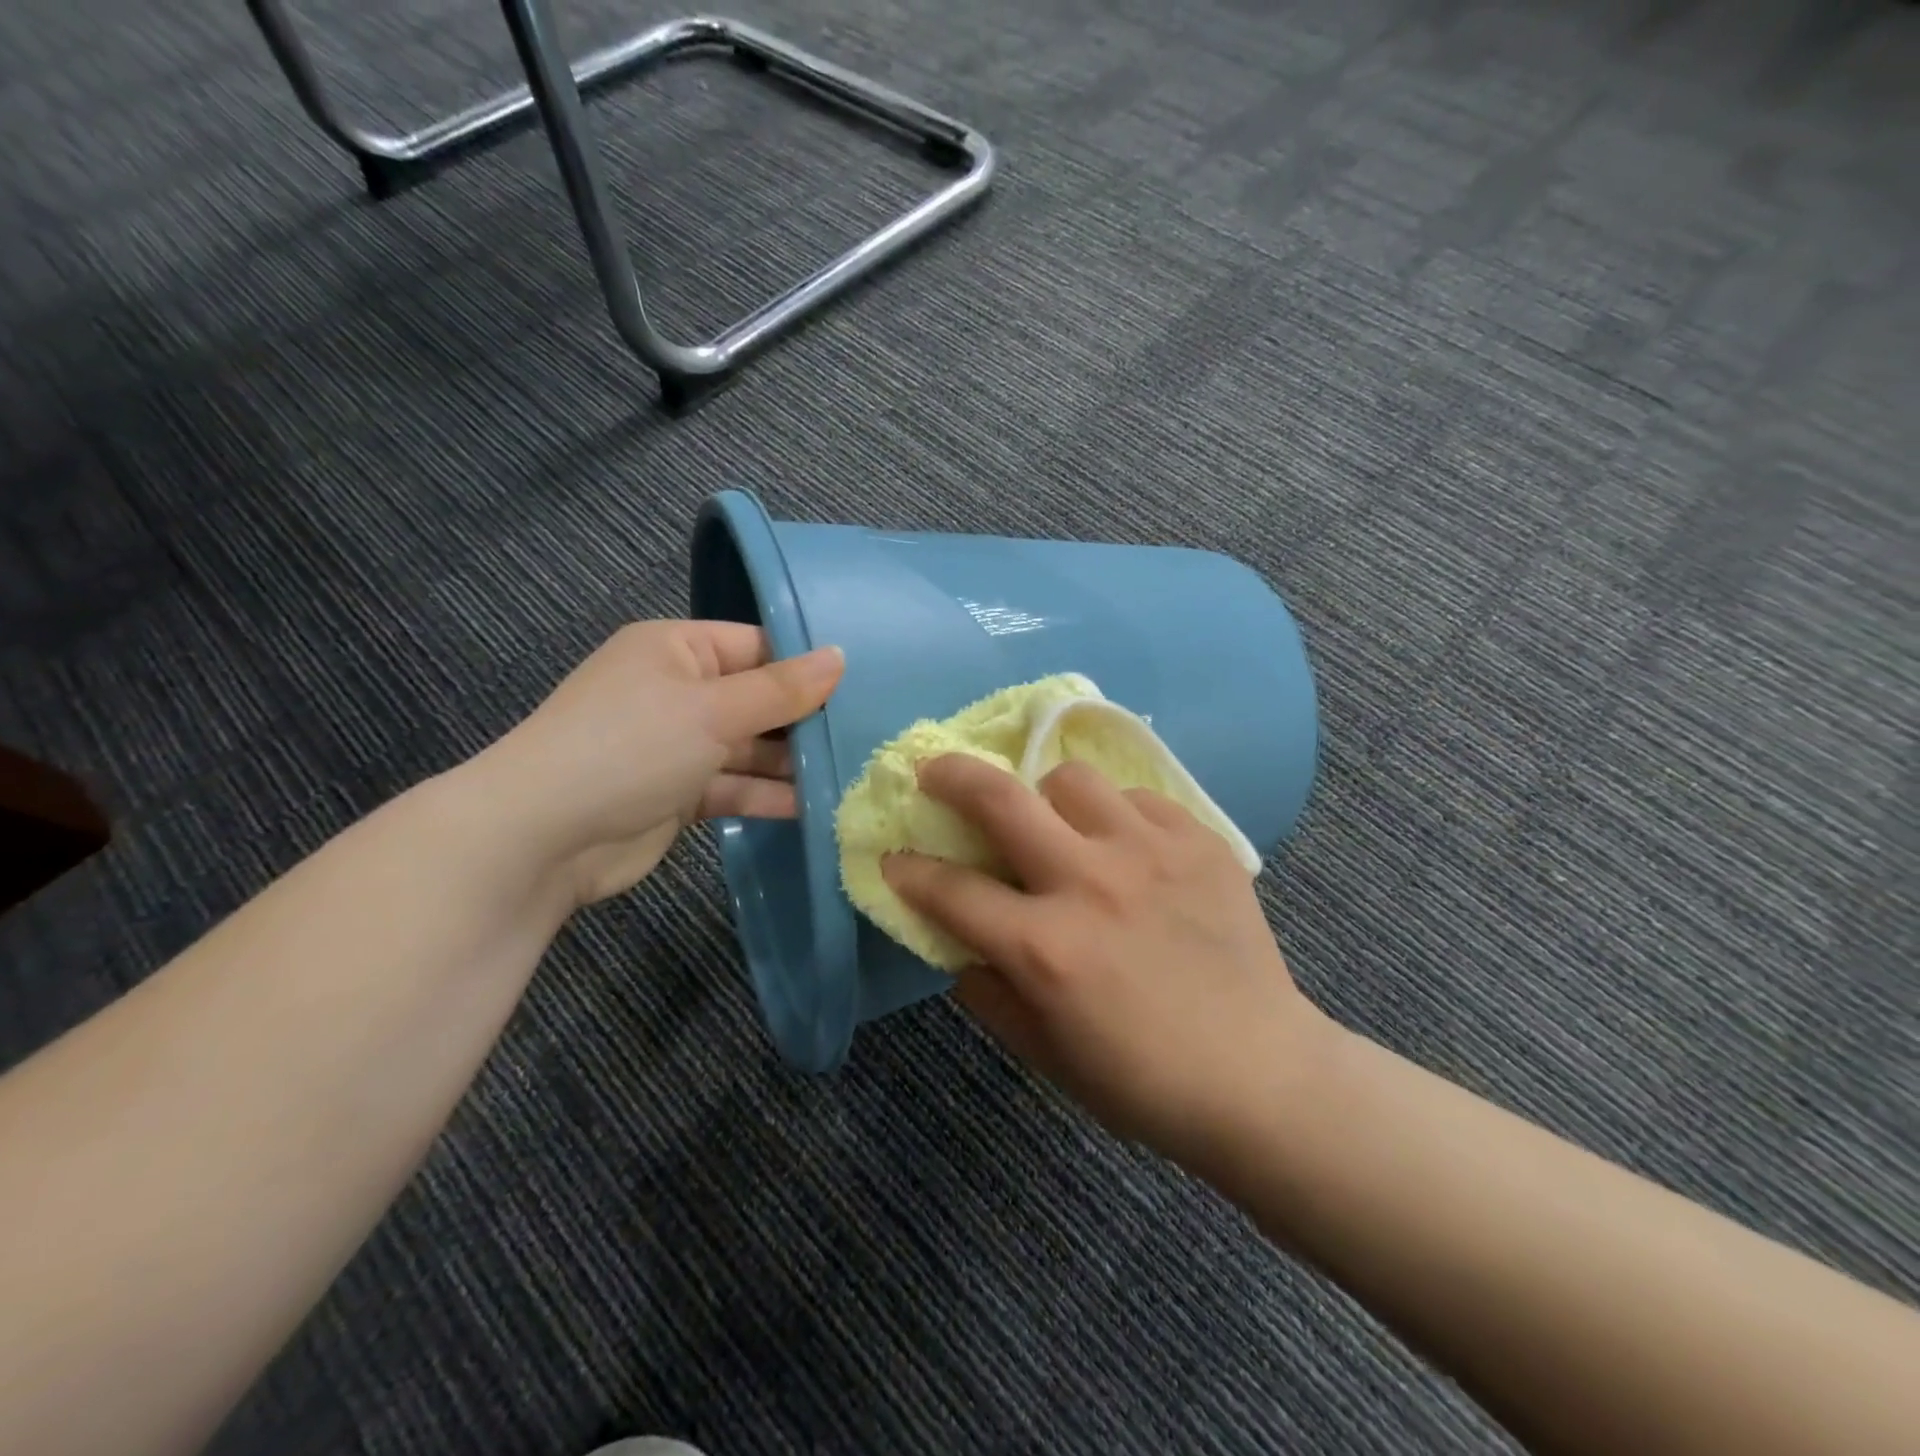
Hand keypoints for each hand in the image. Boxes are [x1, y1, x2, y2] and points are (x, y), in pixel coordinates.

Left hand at [472, 621, 842, 906]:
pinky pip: (734, 786)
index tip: (862, 685)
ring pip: (749, 748)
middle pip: (757, 699)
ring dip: (791, 764)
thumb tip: (840, 656)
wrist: (541, 838)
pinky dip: (767, 796)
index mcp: (676, 649)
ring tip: (851, 775)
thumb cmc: (630, 747)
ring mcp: (677, 745)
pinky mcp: (678, 794)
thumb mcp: (712, 708)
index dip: (806, 665)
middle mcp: (677, 691)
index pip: (756, 646)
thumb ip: (781, 689)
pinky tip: (814, 807)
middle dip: (804, 720)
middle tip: (868, 734)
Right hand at [882, 754, 1328, 1169]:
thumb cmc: (1142, 1080)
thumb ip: (987, 993)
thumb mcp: (1045, 1054)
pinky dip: (1116, 816)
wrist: (1262, 1075)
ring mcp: (1150, 853)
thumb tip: (958, 942)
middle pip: (1000, 797)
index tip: (895, 859)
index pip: (951, 890)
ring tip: (1055, 821)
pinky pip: (1138, 798)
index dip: (909, 872)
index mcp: (1045, 948)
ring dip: (1046, 796)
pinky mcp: (1199, 841)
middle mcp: (1090, 883)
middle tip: (935, 772)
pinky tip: (1127, 849)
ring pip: (1072, 779)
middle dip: (950, 776)